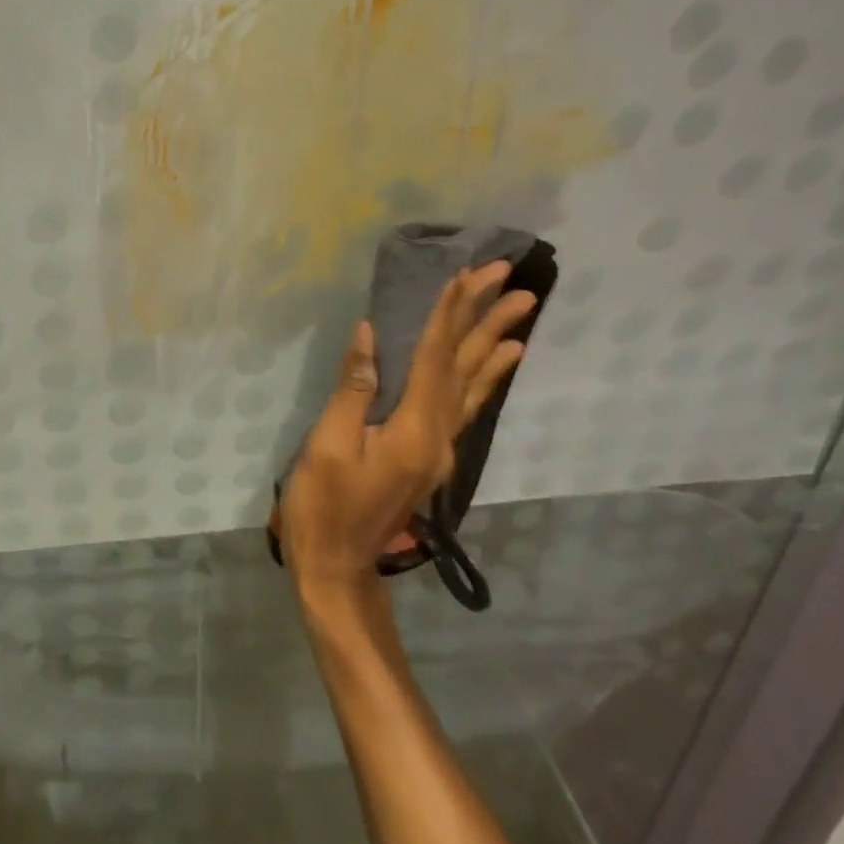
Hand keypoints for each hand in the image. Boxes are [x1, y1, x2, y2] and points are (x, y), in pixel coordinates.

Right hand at [281, 263, 536, 610]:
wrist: (338, 567)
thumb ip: (353, 390)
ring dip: (494, 345)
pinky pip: (465, 405)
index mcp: (414, 430)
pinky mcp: (431, 456)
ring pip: (472, 386)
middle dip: (487, 320)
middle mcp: (439, 436)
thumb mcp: (328, 445)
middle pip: (466, 368)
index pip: (435, 358)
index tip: (466, 275)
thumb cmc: (323, 506)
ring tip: (521, 315)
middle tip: (513, 282)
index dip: (449, 314)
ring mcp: (440, 449)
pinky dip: (483, 378)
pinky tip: (496, 364)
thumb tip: (370, 335)